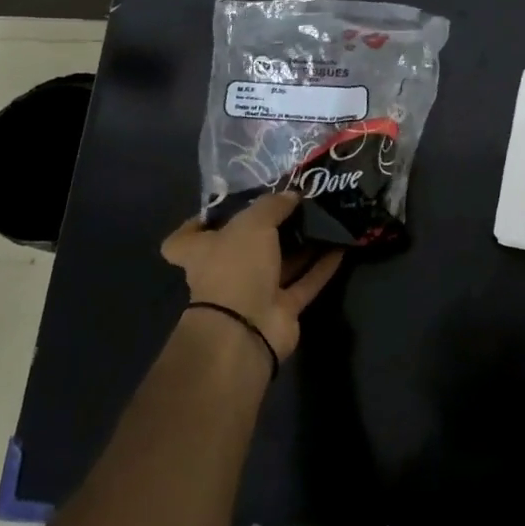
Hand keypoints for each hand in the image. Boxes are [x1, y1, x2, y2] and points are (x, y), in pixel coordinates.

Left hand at [161, 193, 343, 361]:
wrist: (246, 330)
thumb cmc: (235, 268)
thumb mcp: (252, 223)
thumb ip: (272, 205)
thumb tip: (291, 195)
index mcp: (202, 252)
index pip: (183, 240)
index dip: (197, 223)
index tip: (221, 209)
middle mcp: (226, 272)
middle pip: (244, 246)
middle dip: (268, 228)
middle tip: (294, 204)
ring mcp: (254, 293)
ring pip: (280, 264)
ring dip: (301, 245)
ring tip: (324, 219)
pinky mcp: (281, 311)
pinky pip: (304, 283)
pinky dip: (322, 267)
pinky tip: (341, 246)